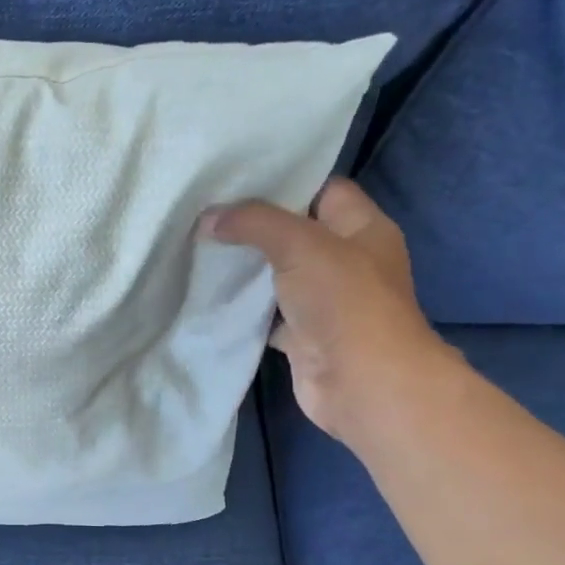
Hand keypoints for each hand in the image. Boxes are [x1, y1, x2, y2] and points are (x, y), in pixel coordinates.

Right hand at [201, 177, 455, 444]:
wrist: (362, 384)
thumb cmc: (345, 302)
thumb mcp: (300, 244)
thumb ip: (253, 223)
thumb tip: (208, 218)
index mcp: (363, 228)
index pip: (323, 190)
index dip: (285, 182)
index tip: (236, 180)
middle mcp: (347, 261)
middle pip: (296, 233)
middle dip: (254, 226)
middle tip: (207, 214)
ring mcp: (325, 301)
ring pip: (278, 275)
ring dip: (245, 268)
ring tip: (200, 248)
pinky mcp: (303, 335)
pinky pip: (267, 314)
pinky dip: (243, 308)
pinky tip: (210, 295)